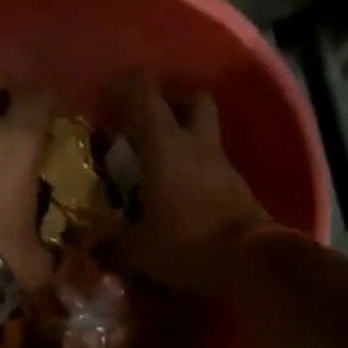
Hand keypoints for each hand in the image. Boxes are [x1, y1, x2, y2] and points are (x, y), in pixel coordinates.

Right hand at [112, 76, 274, 297]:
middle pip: (190, 98)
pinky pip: (214, 169)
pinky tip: (184, 198)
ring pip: (204, 135)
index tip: (108, 100)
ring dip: (185, 144)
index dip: (124, 87)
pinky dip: (198, 175)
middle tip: (147, 124)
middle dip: (170, 102)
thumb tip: (96, 251)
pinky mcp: (239, 190)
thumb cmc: (187, 244)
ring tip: (161, 169)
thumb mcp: (141, 252)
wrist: (250, 261)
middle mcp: (196, 144)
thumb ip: (115, 248)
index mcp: (165, 144)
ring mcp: (223, 165)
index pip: (144, 92)